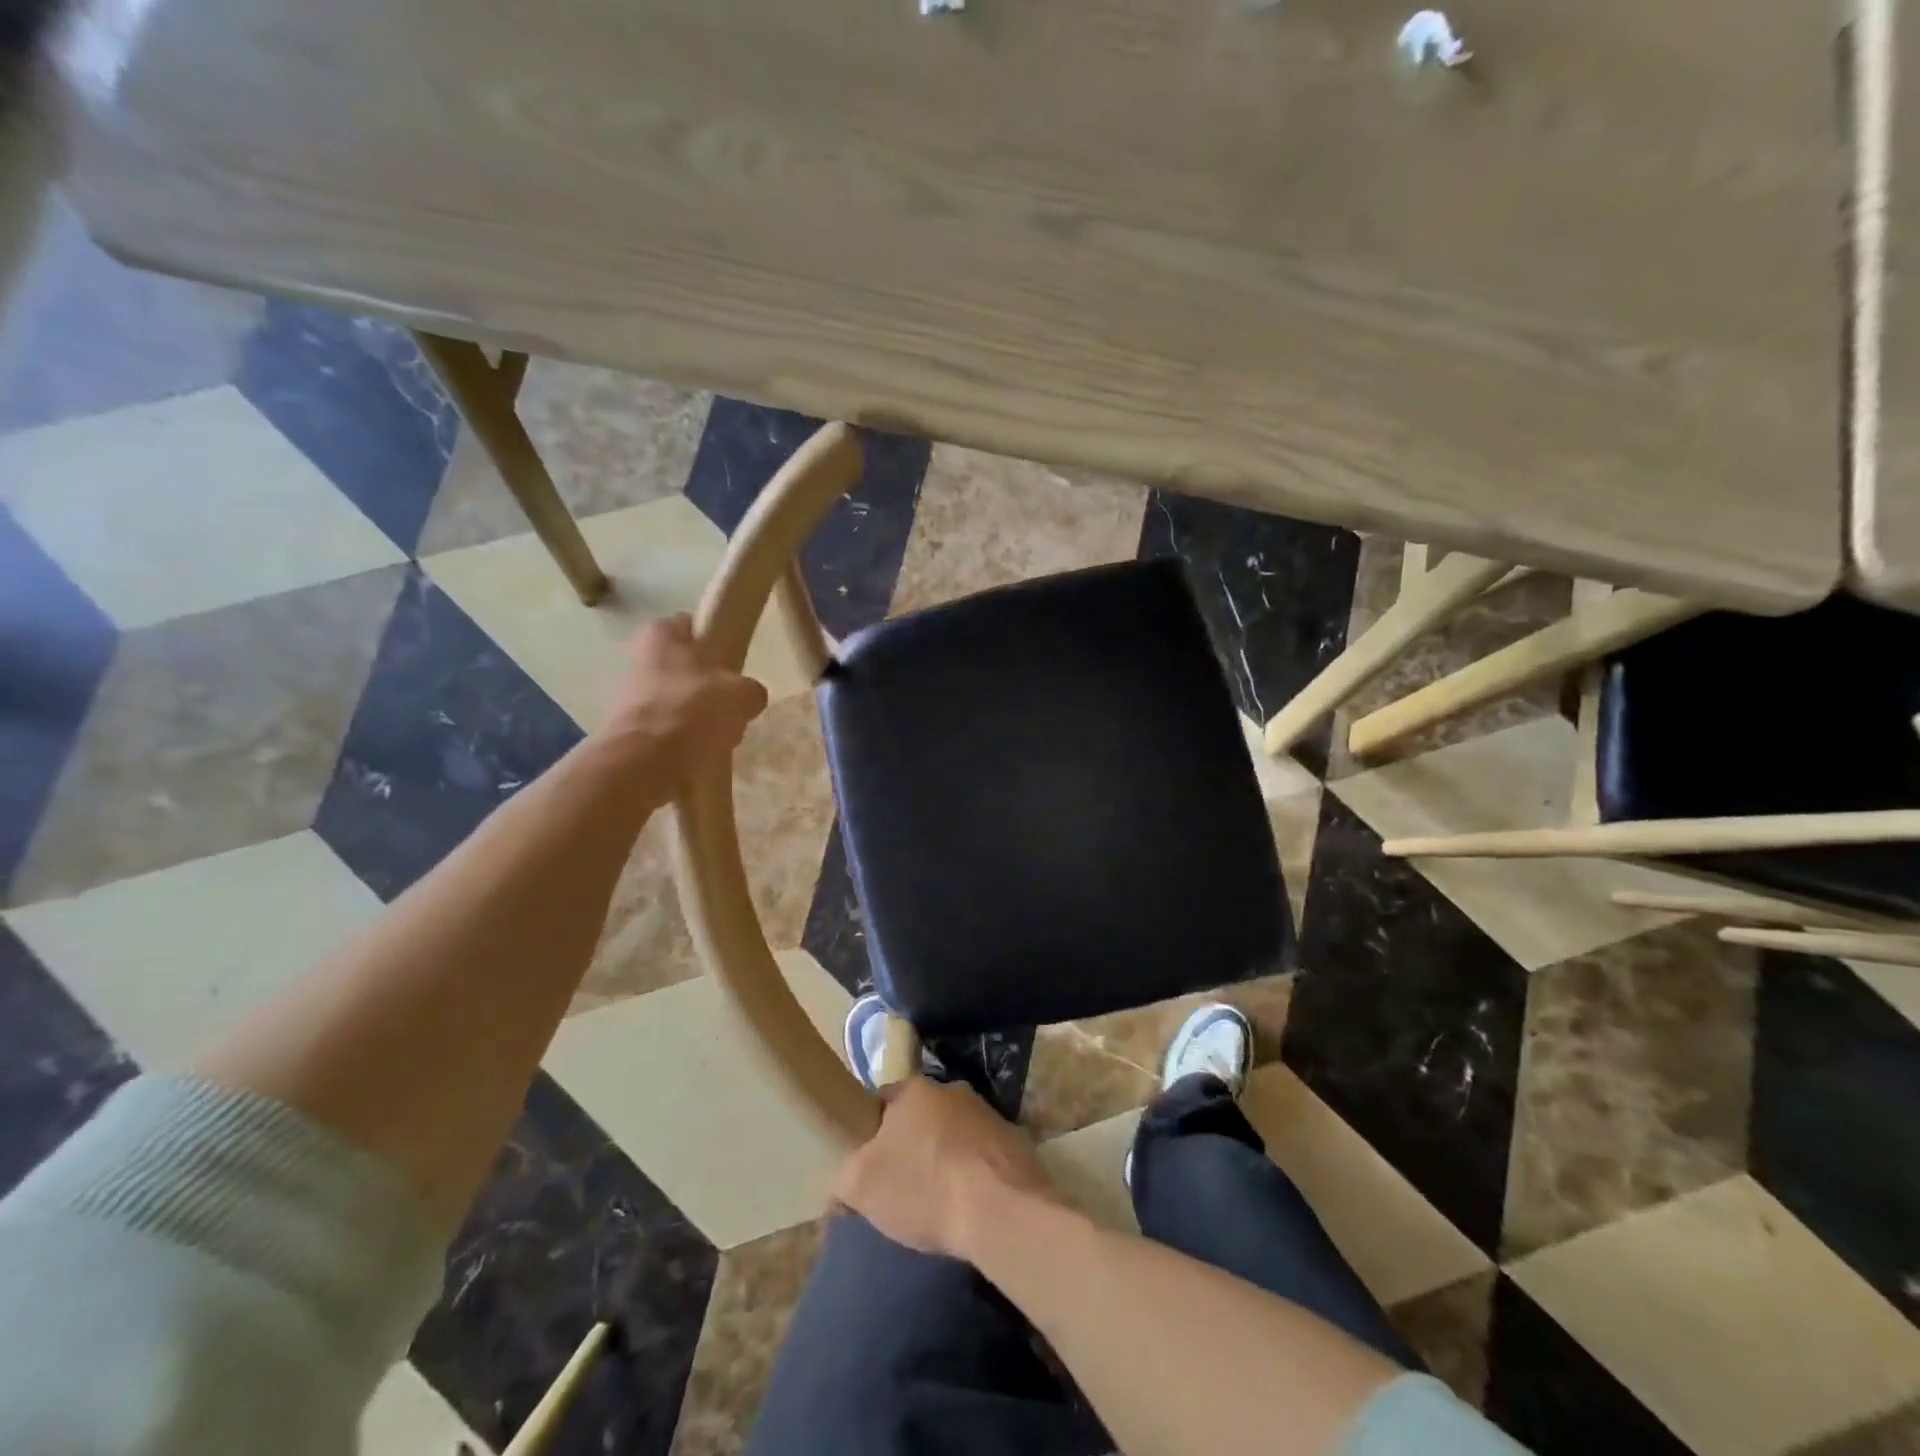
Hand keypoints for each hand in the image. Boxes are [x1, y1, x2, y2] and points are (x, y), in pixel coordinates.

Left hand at [603, 615, 767, 772]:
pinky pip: (669, 728)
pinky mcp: (630, 729)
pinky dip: (685, 739)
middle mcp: (640, 657)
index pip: (694, 626)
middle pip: (687, 668)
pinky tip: (701, 752)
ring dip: (699, 716)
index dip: (717, 643)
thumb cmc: (695, 708)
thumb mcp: (743, 693)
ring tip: (719, 736)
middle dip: (709, 687)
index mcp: (662, 633)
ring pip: (680, 700)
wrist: (648, 760)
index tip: (734, 664)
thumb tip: (748, 698)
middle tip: (731, 705)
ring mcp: (630, 695)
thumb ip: (750, 689)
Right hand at [831, 1077, 1062, 1259]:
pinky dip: (975, 1175)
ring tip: (939, 1201)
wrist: (1001, 1210)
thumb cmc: (924, 1187)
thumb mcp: (861, 1186)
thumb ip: (843, 1179)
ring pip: (954, 1134)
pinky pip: (983, 1157)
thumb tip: (842, 1187)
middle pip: (921, 1117)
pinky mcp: (1016, 1142)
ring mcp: (988, 1114)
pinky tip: (969, 1206)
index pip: (883, 1101)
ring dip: (946, 1158)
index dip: (872, 1133)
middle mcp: (952, 1090)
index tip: (870, 1166)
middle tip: (903, 1186)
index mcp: (915, 1089)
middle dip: (912, 1145)